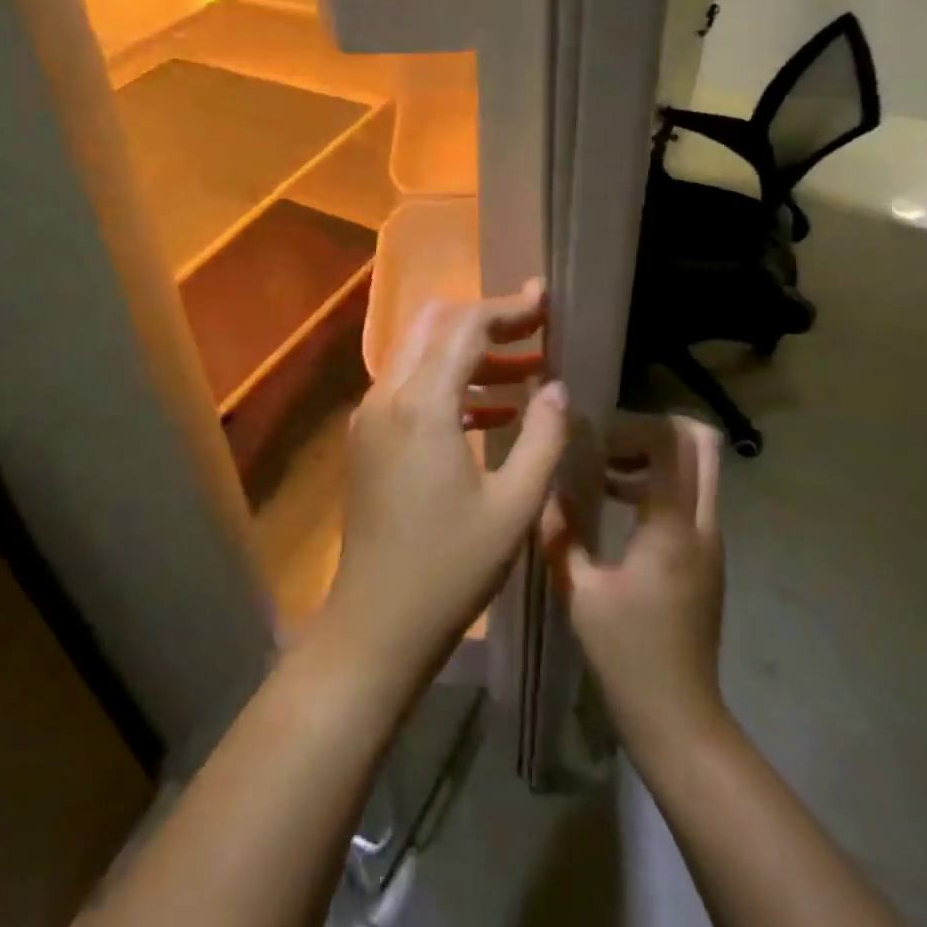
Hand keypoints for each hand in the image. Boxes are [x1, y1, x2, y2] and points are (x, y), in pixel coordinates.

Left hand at [317, 282, 568, 692]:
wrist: (376, 624)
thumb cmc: (450, 569)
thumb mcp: (514, 507)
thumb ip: (543, 438)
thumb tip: (558, 389)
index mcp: (422, 404)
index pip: (465, 326)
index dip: (509, 308)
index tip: (546, 302)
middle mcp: (387, 395)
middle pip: (435, 326)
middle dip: (486, 321)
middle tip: (536, 331)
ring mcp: (371, 416)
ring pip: (421, 355)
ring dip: (471, 354)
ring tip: (528, 371)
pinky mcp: (368, 439)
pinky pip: (410, 388)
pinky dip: (450, 384)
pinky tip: (494, 411)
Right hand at [543, 414, 728, 760]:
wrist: (679, 719)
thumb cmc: (627, 654)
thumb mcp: (580, 590)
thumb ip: (561, 530)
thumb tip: (546, 485)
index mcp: (671, 526)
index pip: (670, 441)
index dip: (631, 426)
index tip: (593, 440)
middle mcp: (701, 523)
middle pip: (700, 442)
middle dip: (652, 428)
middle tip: (608, 444)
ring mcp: (710, 539)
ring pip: (697, 466)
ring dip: (653, 456)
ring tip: (604, 474)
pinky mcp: (707, 555)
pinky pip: (690, 495)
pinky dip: (657, 482)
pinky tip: (616, 505)